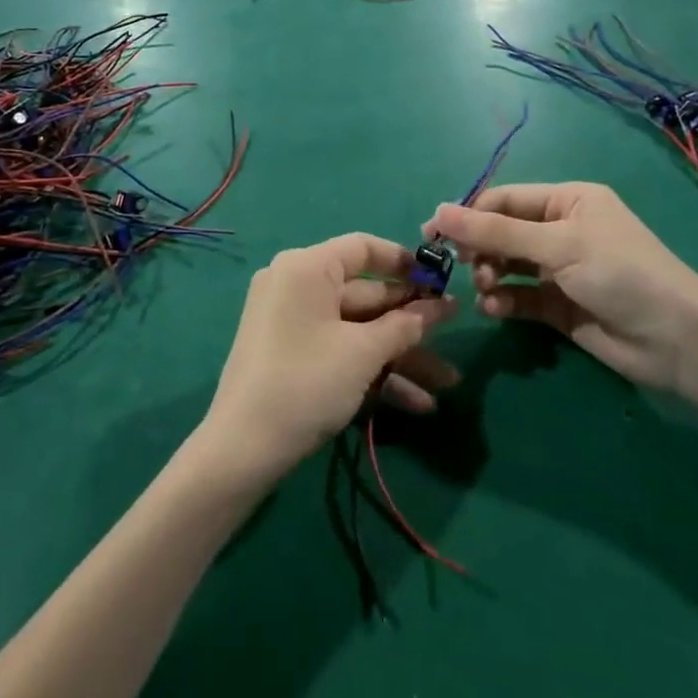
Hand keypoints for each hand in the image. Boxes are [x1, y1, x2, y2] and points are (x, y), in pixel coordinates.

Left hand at [202, 234, 457, 482]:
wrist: (242, 449)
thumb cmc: (306, 382)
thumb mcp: (362, 353)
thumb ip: (405, 325)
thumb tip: (442, 305)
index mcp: (307, 268)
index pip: (363, 248)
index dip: (404, 262)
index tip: (439, 279)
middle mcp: (297, 286)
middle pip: (366, 294)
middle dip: (411, 321)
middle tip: (455, 331)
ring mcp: (294, 322)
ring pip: (358, 329)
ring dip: (401, 355)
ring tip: (448, 382)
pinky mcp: (294, 355)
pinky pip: (341, 350)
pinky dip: (373, 370)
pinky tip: (417, 403)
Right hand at [425, 184, 697, 391]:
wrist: (677, 342)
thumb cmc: (619, 274)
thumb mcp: (556, 245)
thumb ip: (495, 231)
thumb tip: (438, 211)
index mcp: (567, 201)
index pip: (504, 200)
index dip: (467, 214)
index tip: (431, 235)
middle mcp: (562, 230)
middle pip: (502, 232)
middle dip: (480, 249)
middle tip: (460, 269)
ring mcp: (561, 269)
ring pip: (507, 266)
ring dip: (489, 276)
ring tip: (486, 290)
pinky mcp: (560, 306)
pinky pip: (519, 296)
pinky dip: (504, 301)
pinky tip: (496, 310)